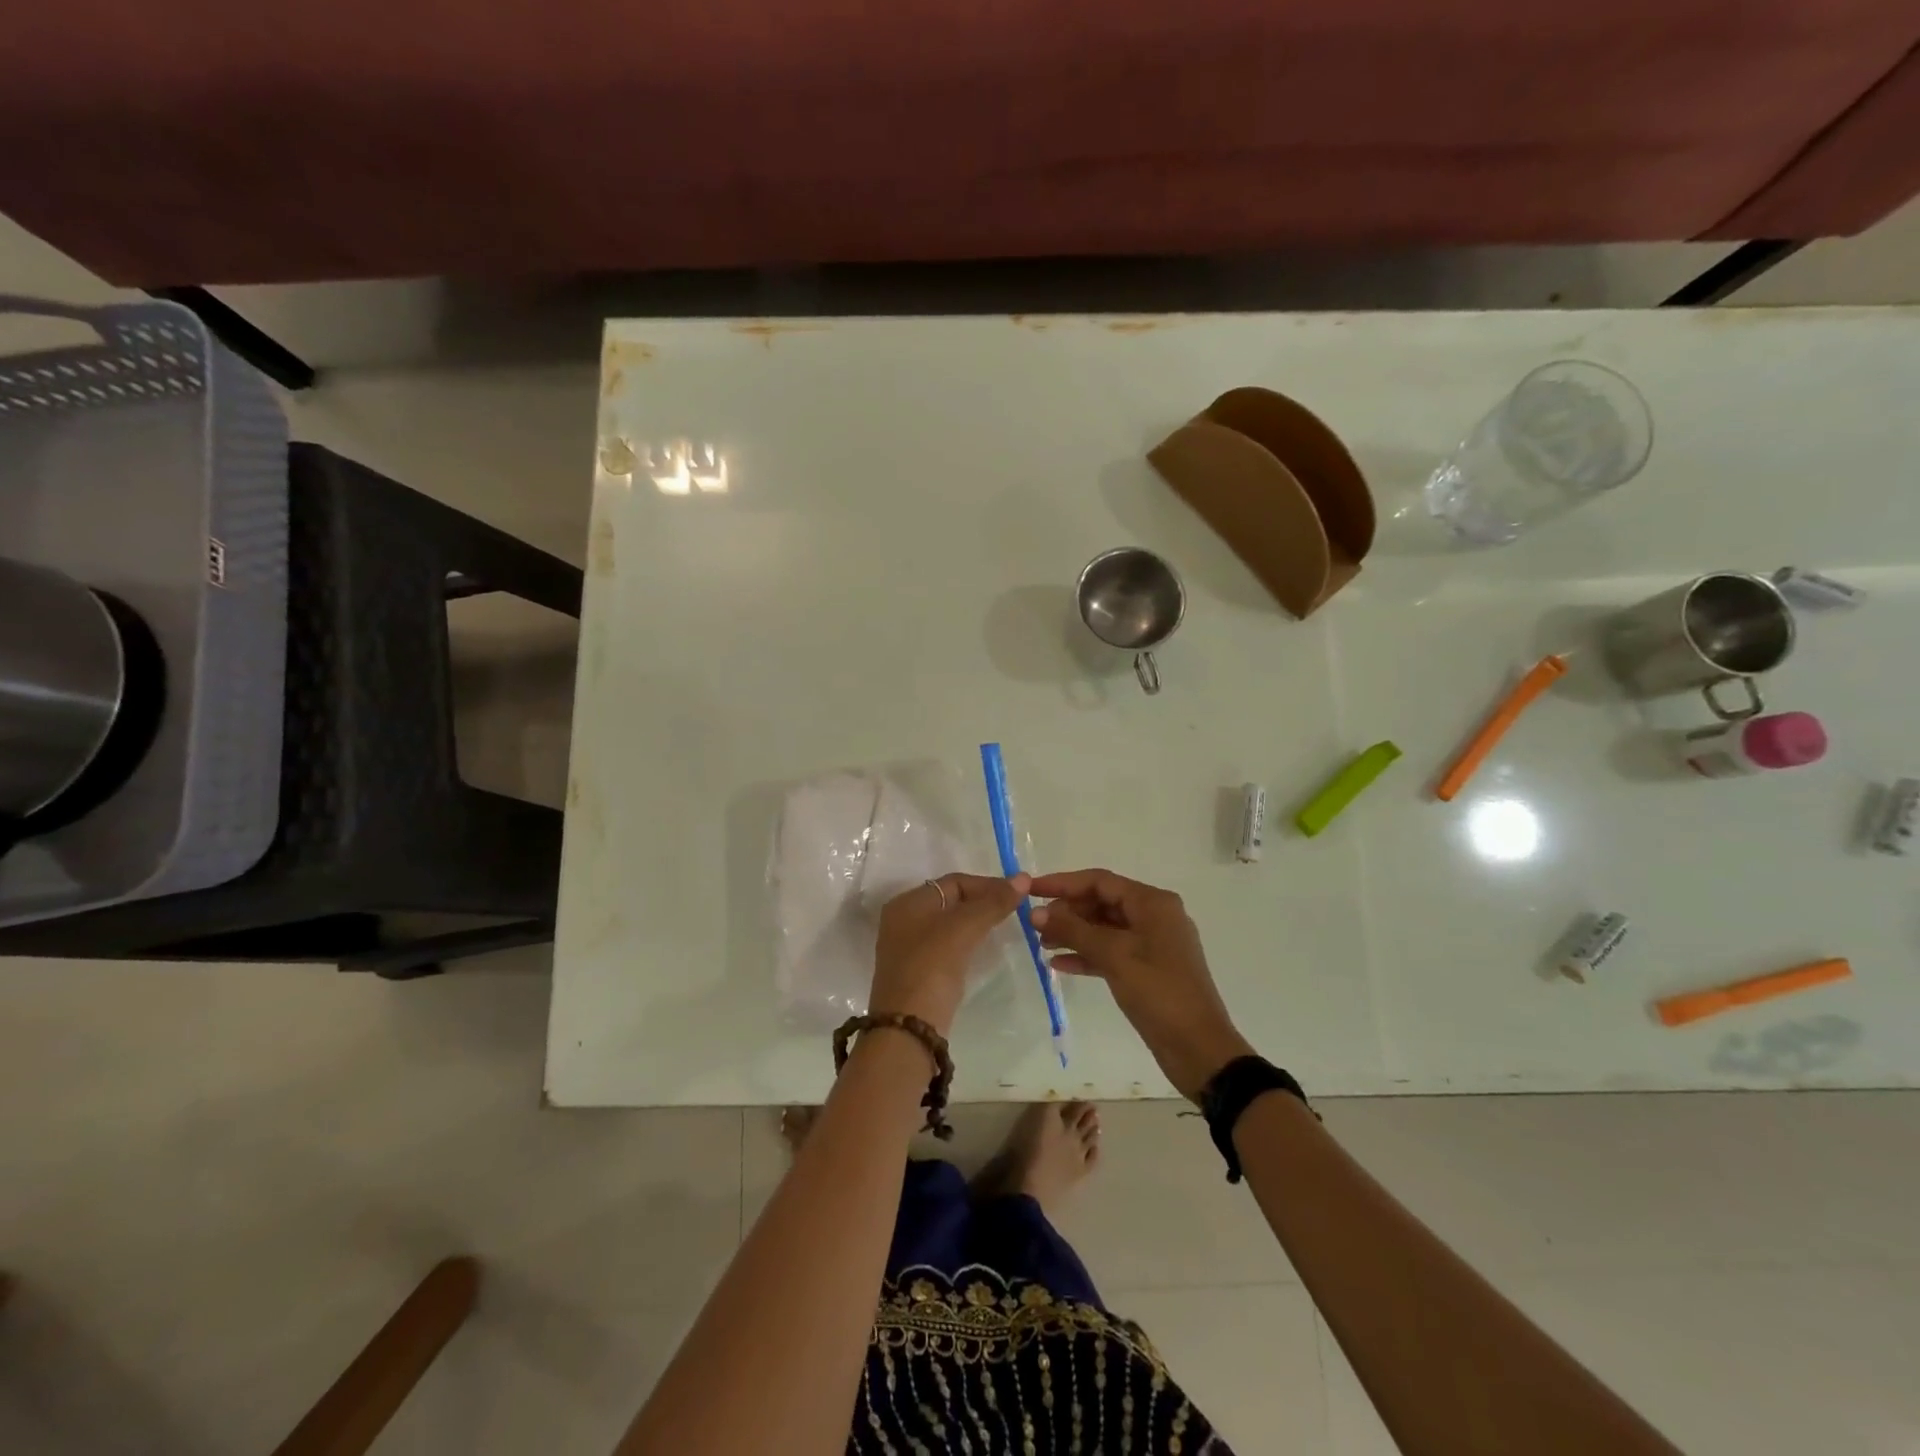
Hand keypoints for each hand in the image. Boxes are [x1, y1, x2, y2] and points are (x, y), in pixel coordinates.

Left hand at [870, 872, 1028, 1035]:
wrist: (908, 1027)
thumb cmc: (932, 966)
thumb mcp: (964, 928)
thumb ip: (993, 902)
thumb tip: (1022, 878)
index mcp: (908, 902)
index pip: (954, 882)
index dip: (987, 884)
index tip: (1017, 894)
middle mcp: (904, 920)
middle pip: (951, 901)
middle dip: (983, 902)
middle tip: (1014, 910)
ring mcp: (909, 947)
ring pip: (950, 924)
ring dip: (976, 922)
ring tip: (1004, 926)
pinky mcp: (918, 971)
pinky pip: (947, 945)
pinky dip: (967, 941)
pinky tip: (984, 948)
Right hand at [1029, 869, 1252, 1099]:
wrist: (1198, 1048)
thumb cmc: (1158, 992)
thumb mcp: (1113, 956)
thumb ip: (1073, 930)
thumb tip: (1036, 912)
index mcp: (1152, 903)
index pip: (1100, 881)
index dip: (1062, 882)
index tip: (1030, 889)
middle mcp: (1154, 916)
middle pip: (1102, 901)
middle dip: (1067, 910)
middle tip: (1034, 923)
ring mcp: (1153, 943)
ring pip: (1105, 928)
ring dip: (1074, 933)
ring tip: (1041, 943)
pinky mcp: (1148, 969)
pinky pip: (1111, 951)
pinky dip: (1087, 955)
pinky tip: (1059, 964)